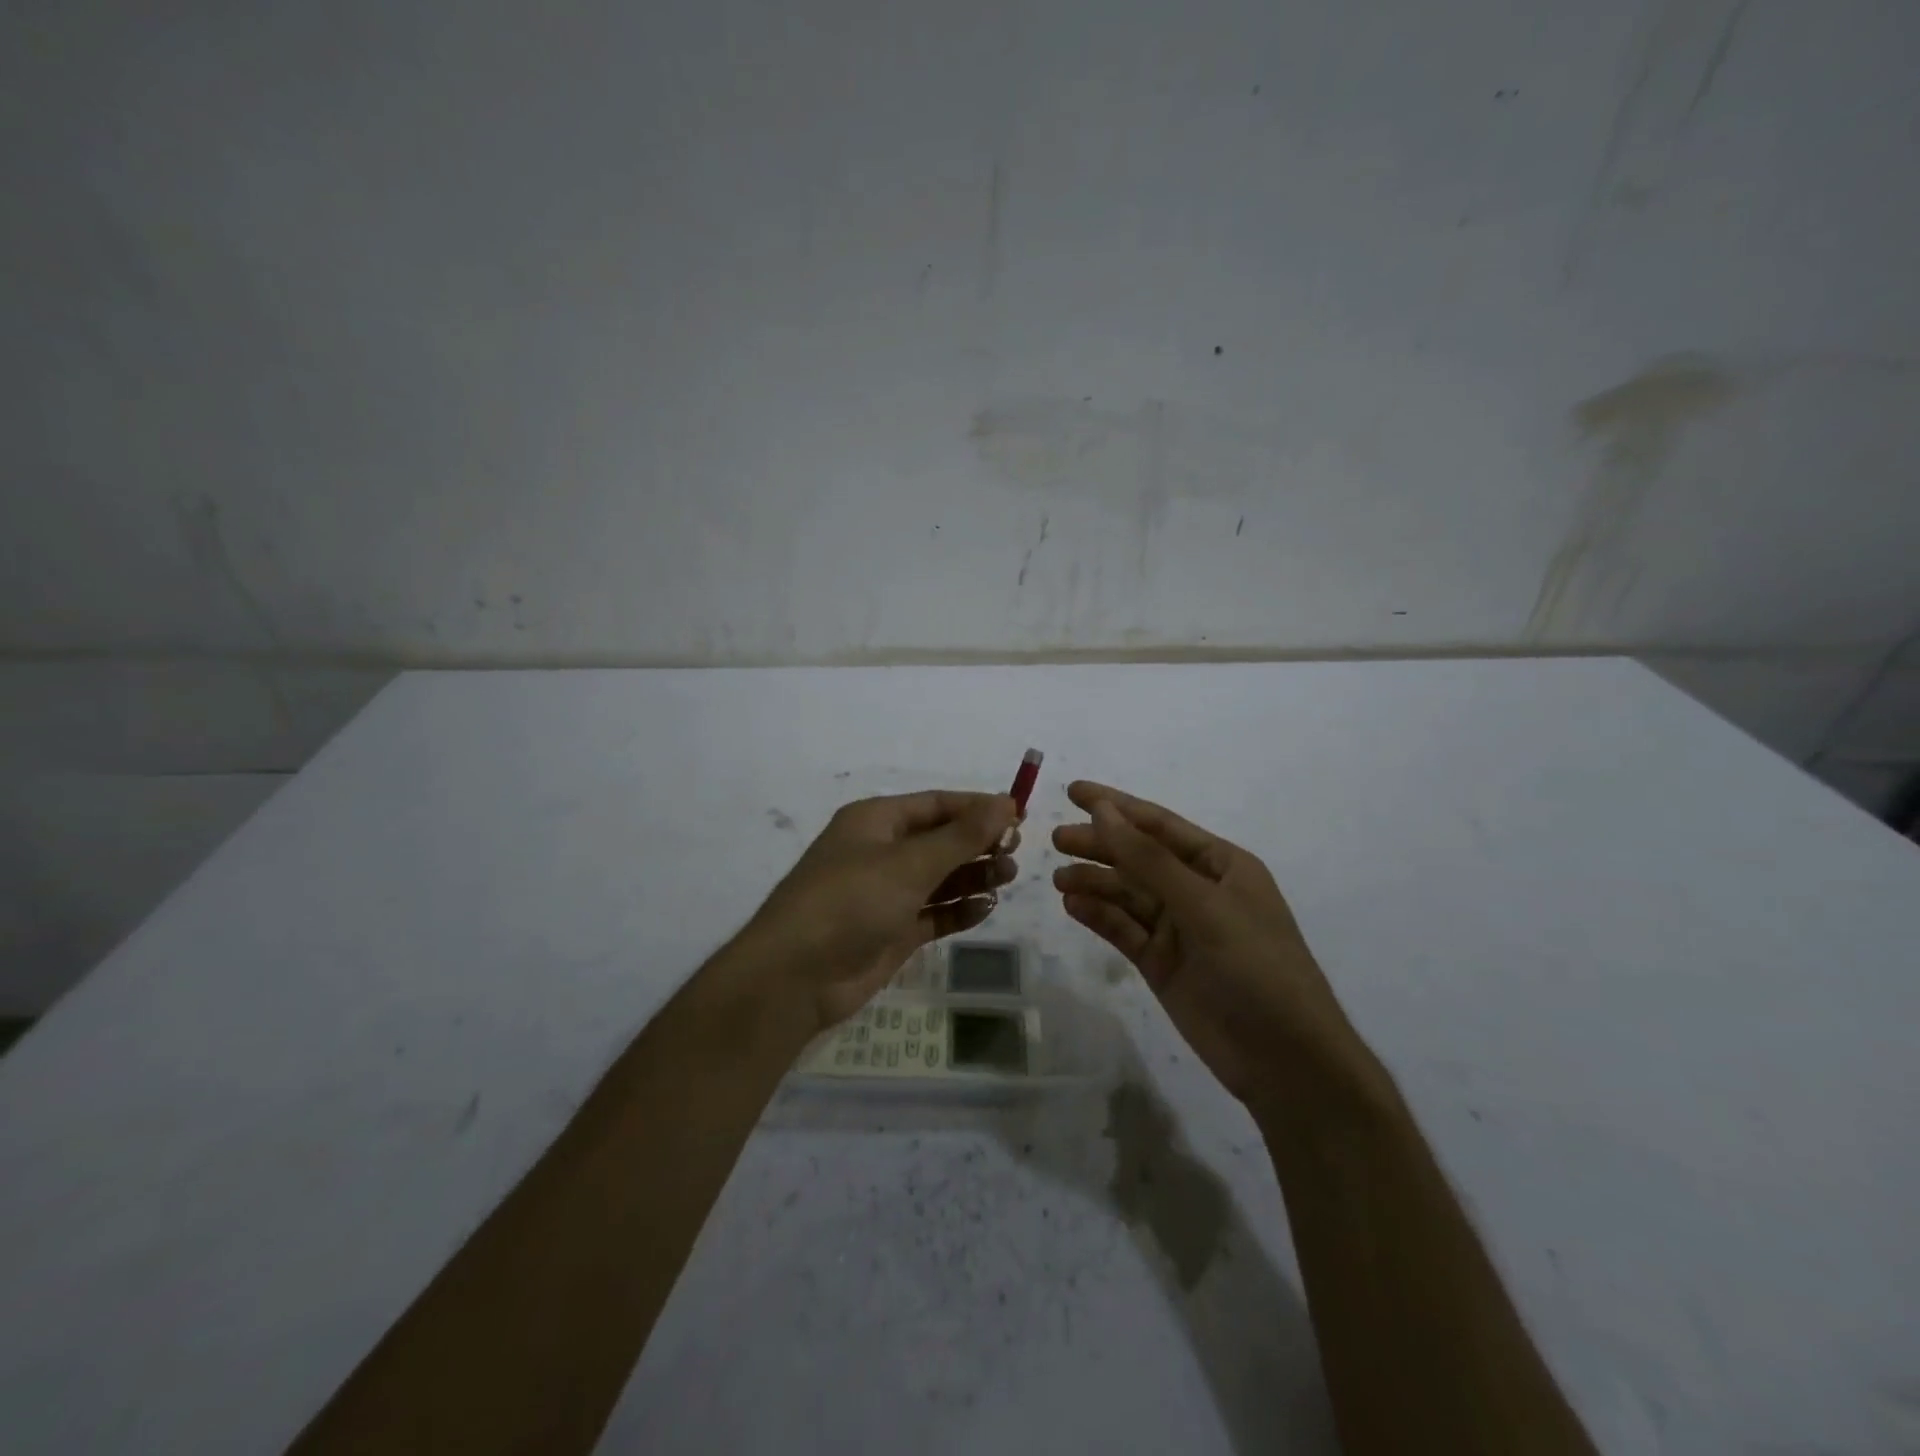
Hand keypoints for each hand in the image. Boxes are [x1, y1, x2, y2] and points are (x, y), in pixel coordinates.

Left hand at [746, 791, 1019, 1033]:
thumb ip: (962, 836)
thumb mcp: (909, 863)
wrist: (795, 977)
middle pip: (940, 839)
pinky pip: (934, 913)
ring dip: (973, 875)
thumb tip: (1006, 802)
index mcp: (876, 821)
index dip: (977, 807)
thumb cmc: (851, 901)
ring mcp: (886, 894)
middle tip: (1015, 854)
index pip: (937, 804)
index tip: (1019, 816)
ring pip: (940, 877)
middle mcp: (881, 852)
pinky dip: (959, 910)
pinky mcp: (891, 931)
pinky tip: (986, 908)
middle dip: (978, 843)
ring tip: (1007, 878)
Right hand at [1052, 781, 1373, 1110]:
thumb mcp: (1204, 906)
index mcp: (1221, 865)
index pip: (1159, 825)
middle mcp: (1197, 890)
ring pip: (1127, 894)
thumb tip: (1103, 811)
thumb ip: (1148, 860)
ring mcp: (1178, 929)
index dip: (1116, 806)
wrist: (1285, 1061)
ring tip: (1059, 879)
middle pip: (1138, 857)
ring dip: (1095, 883)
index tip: (1073, 792)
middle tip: (1055, 840)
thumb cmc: (1256, 968)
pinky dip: (1099, 916)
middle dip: (1099, 845)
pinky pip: (1124, 930)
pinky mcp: (1161, 963)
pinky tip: (1074, 907)